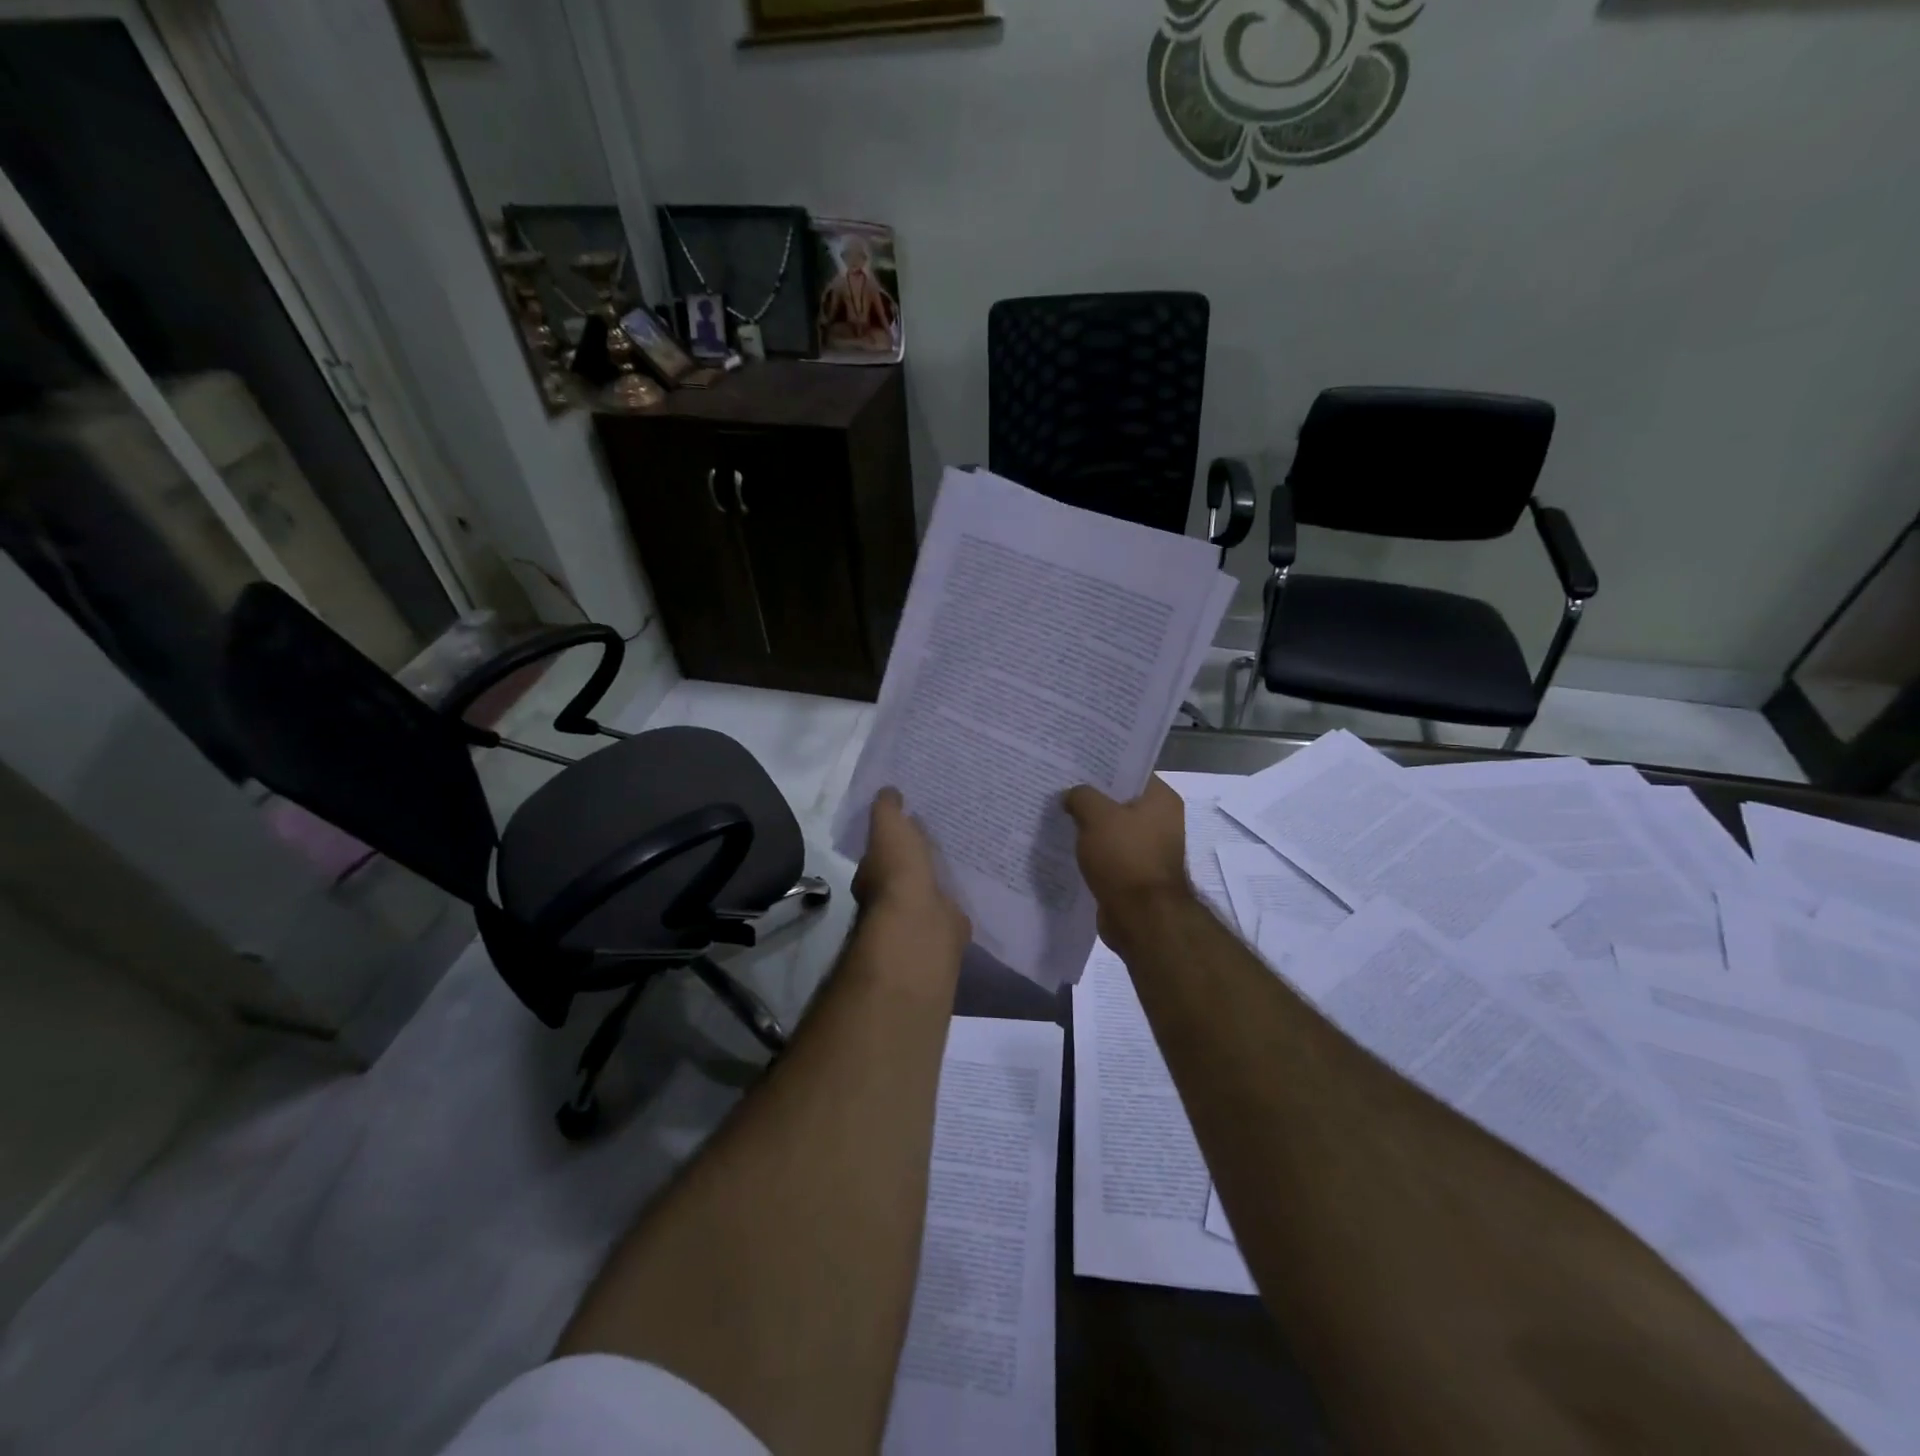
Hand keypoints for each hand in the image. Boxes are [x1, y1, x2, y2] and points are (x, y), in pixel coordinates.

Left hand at [853, 789, 970, 948]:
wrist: (921, 920)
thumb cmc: (898, 871)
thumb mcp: (888, 826)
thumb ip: (887, 808)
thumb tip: (888, 790)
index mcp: (871, 872)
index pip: (880, 851)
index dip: (893, 836)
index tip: (911, 820)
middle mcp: (889, 895)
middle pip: (904, 869)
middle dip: (917, 855)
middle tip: (939, 834)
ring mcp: (917, 912)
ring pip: (928, 885)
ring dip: (938, 873)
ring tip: (961, 851)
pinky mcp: (943, 923)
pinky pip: (950, 902)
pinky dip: (957, 891)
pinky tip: (972, 877)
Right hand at [1063, 778, 1191, 937]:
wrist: (1140, 918)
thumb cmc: (1124, 857)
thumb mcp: (1096, 816)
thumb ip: (1081, 796)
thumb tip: (1071, 795)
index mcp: (1161, 799)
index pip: (1130, 771)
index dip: (1102, 766)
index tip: (1074, 762)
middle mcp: (1161, 820)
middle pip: (1120, 799)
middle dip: (1091, 796)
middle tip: (1060, 786)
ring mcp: (1149, 849)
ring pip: (1112, 827)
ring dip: (1089, 825)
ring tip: (1058, 813)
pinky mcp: (1135, 873)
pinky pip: (1109, 852)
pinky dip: (1091, 849)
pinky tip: (1066, 844)